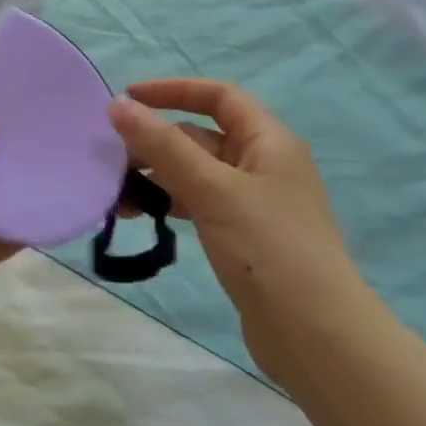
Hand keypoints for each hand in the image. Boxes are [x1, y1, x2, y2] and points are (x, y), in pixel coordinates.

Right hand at [107, 79, 367, 339]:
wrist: (315, 335)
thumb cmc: (268, 249)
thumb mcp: (212, 189)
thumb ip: (163, 146)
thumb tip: (118, 105)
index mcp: (268, 141)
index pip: (218, 96)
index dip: (172, 90)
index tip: (126, 99)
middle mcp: (263, 164)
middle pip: (201, 136)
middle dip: (154, 142)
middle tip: (110, 161)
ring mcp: (254, 202)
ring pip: (195, 173)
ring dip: (156, 176)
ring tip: (117, 197)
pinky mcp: (243, 235)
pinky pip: (198, 203)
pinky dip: (169, 203)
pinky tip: (144, 217)